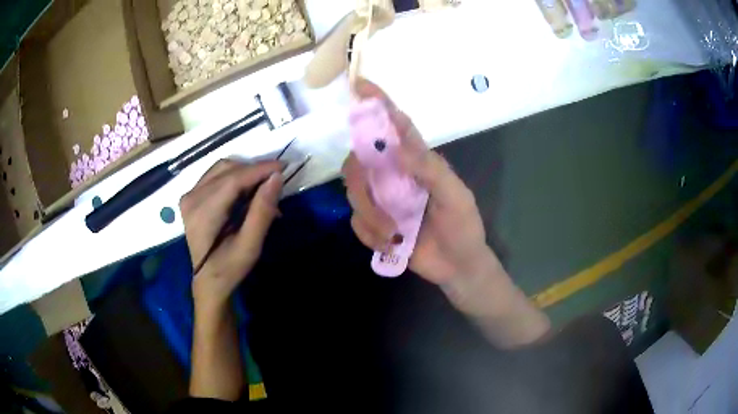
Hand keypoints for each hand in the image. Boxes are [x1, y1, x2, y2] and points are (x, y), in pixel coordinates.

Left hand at [181, 159, 282, 311]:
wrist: (208, 282)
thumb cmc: (230, 268)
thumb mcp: (250, 246)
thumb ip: (261, 211)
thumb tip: (276, 178)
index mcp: (202, 213)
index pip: (233, 179)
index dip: (259, 170)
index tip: (283, 166)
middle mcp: (191, 198)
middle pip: (227, 170)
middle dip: (254, 171)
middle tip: (276, 181)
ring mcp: (189, 195)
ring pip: (222, 169)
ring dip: (245, 173)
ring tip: (263, 187)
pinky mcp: (191, 196)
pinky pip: (216, 176)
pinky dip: (235, 178)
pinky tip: (247, 191)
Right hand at [342, 80, 492, 284]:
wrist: (457, 266)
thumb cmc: (464, 227)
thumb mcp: (456, 197)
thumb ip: (432, 171)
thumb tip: (399, 147)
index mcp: (417, 160)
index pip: (394, 125)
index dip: (377, 103)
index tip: (360, 85)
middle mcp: (394, 173)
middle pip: (359, 161)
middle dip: (364, 188)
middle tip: (387, 216)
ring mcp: (381, 198)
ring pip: (353, 193)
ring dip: (371, 218)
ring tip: (396, 237)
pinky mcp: (373, 223)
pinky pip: (355, 221)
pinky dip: (370, 235)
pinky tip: (393, 246)